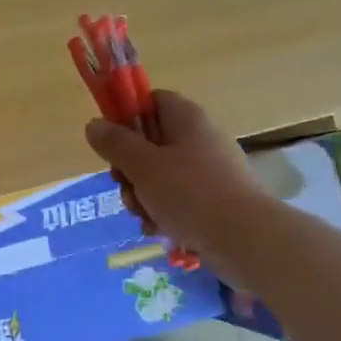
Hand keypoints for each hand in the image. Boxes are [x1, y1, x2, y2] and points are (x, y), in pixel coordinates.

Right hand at [84, 91, 265, 270]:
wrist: (246, 240)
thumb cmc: (191, 194)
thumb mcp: (143, 166)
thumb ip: (115, 144)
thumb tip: (93, 124)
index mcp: (186, 118)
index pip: (151, 100)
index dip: (127, 117)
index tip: (111, 143)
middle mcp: (200, 138)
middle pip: (150, 142)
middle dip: (130, 169)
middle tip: (125, 187)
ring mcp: (210, 170)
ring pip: (160, 175)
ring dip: (143, 196)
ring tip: (144, 216)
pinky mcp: (215, 200)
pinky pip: (178, 199)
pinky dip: (164, 212)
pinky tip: (159, 229)